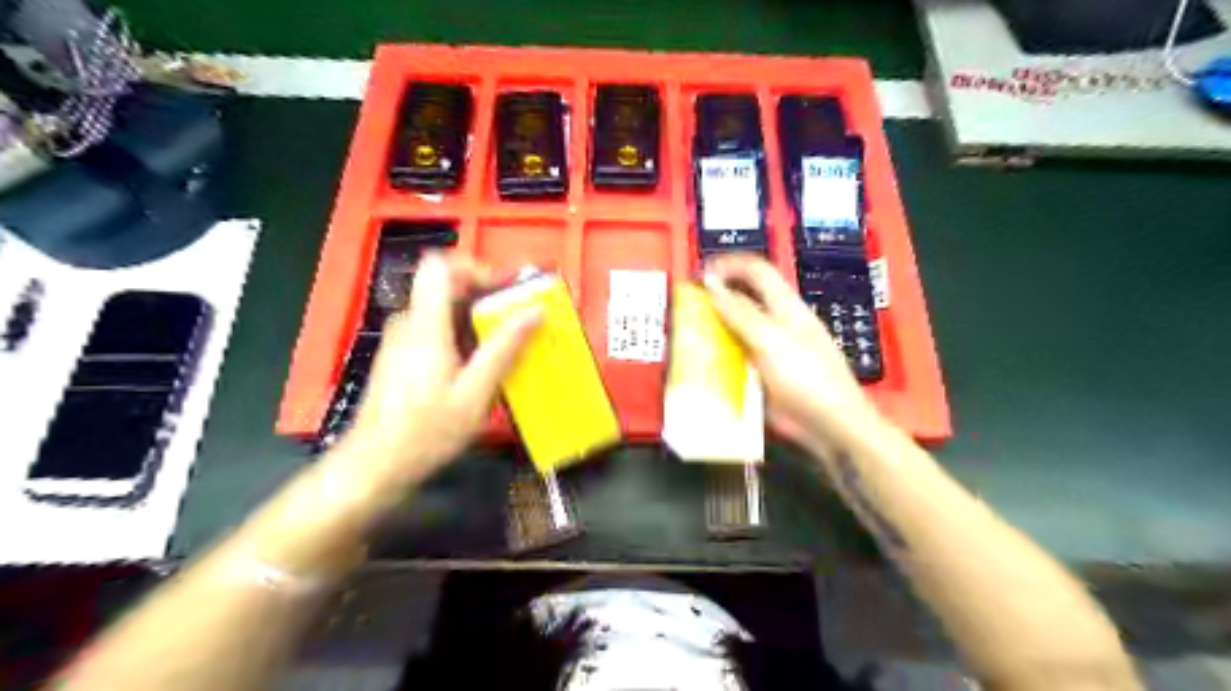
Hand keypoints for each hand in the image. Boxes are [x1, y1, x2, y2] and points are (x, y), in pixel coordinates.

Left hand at [342, 255, 538, 487]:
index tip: (508, 285)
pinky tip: (484, 363)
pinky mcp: (403, 355)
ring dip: (479, 317)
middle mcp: (410, 323)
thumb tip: (534, 312)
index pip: (441, 266)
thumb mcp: (473, 394)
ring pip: (444, 308)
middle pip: (447, 286)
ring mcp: (403, 339)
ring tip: (511, 340)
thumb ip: (503, 349)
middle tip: (522, 314)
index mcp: (425, 325)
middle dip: (488, 294)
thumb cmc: (424, 432)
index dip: (476, 266)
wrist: (374, 465)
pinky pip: (437, 329)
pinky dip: (464, 335)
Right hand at [703, 254, 885, 451]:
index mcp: (786, 307)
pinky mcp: (764, 375)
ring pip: (737, 330)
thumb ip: (740, 313)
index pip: (756, 271)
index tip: (700, 273)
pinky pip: (736, 358)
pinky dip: (718, 357)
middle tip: (689, 306)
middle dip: (716, 298)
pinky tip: (703, 364)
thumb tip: (713, 284)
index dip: (729, 265)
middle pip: (744, 299)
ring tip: (689, 335)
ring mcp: (770, 351)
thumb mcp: (770, 341)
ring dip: (714, 329)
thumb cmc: (807, 379)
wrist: (830, 426)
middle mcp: (777, 324)